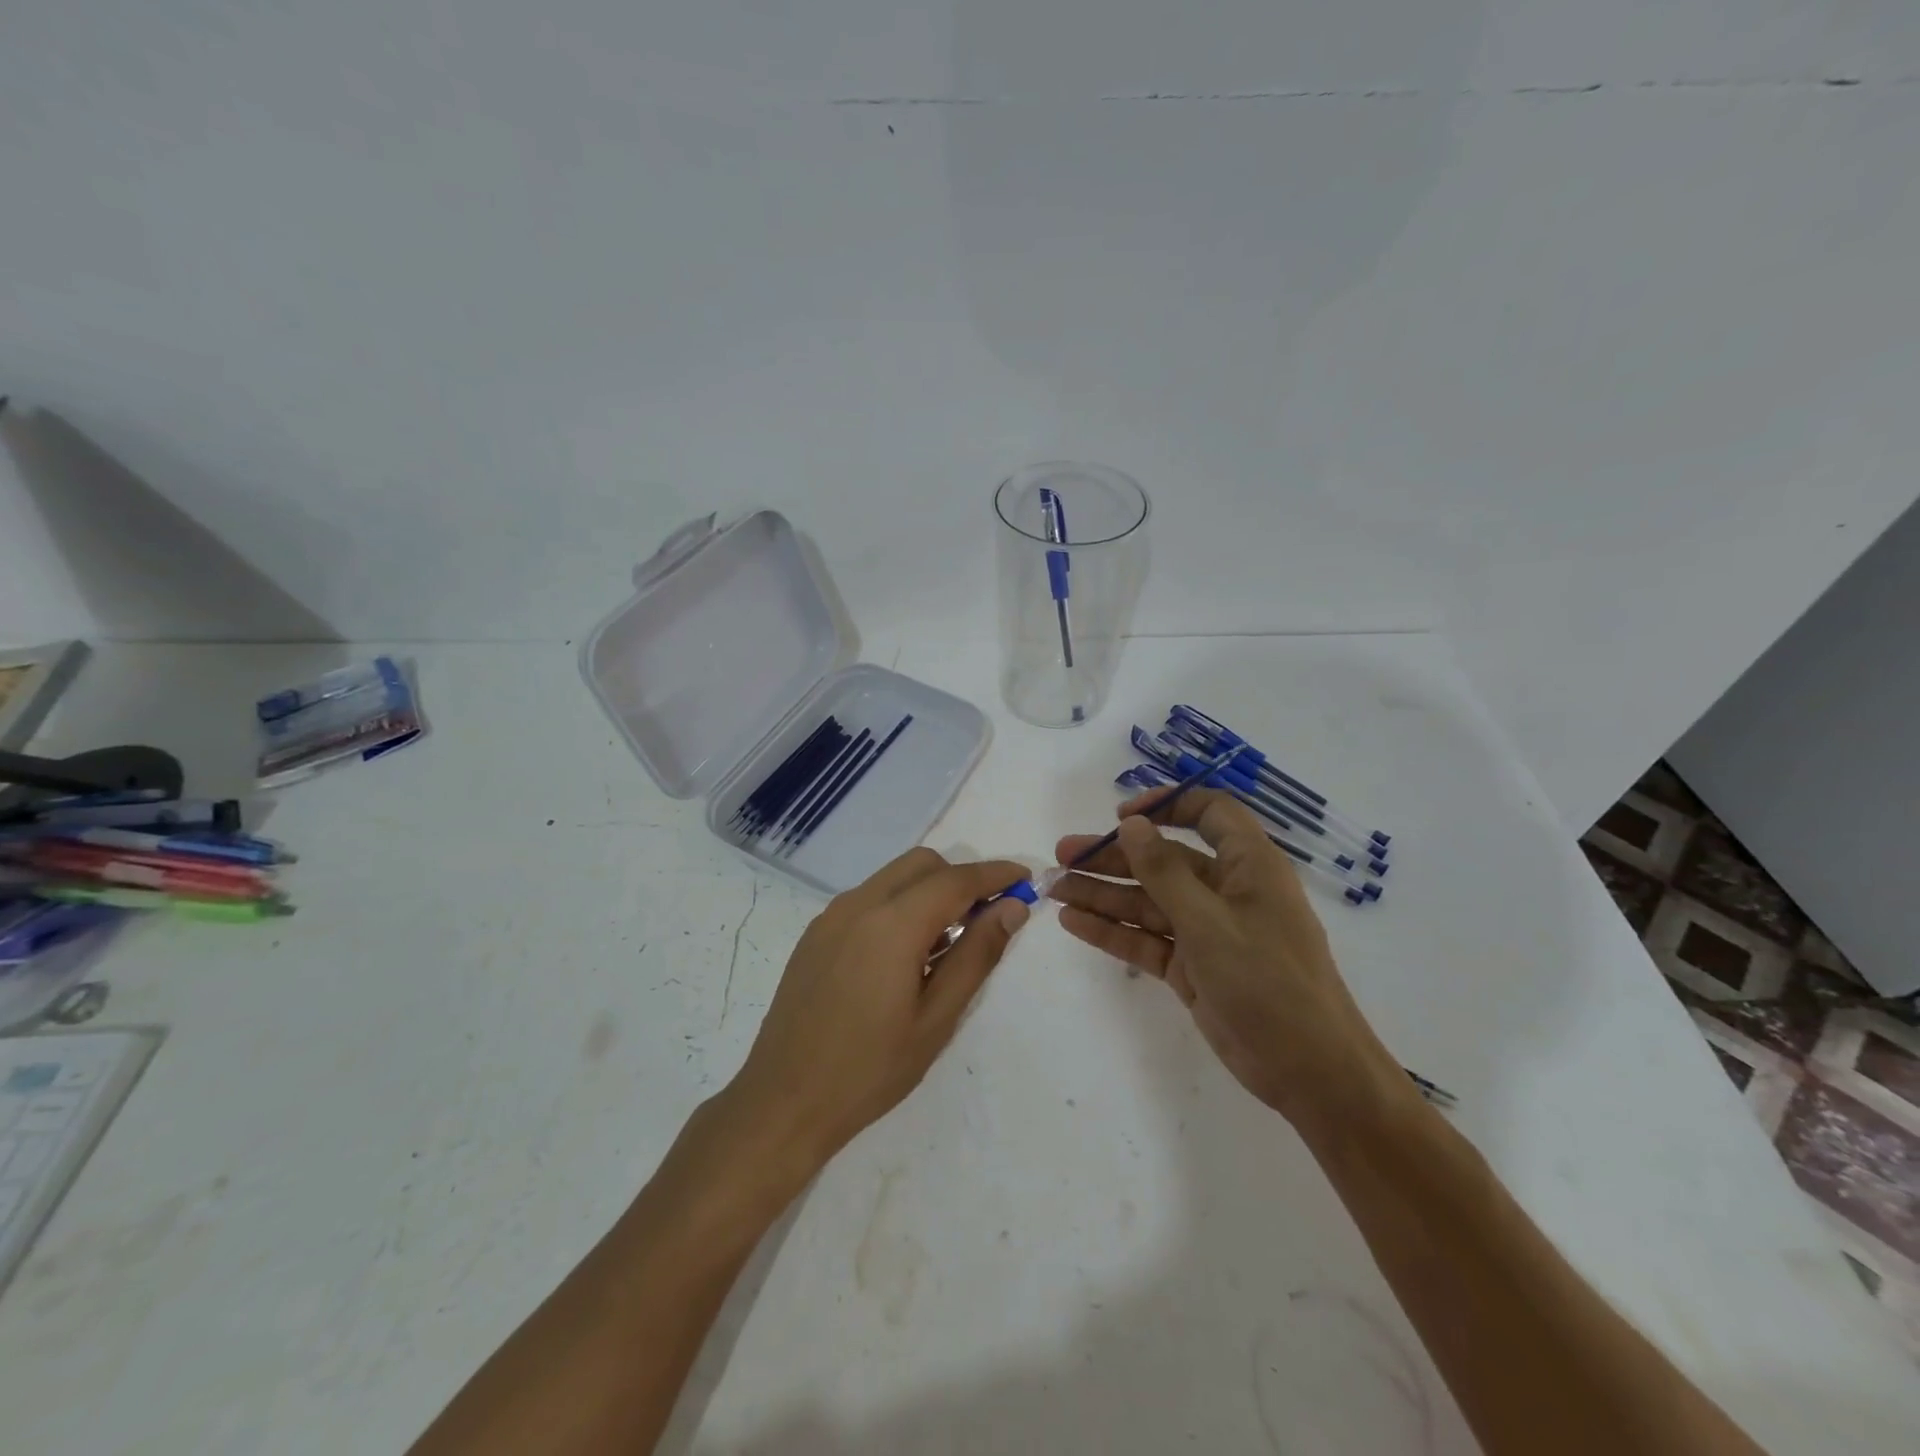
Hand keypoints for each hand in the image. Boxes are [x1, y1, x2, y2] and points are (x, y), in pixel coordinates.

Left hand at [726, 848, 1030, 1169]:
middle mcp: (859, 904)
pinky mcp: (817, 933)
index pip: (955, 880)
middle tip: (987, 919)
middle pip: (923, 865)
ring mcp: (832, 916)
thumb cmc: (870, 1069)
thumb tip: (1012, 909)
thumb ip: (977, 955)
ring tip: (947, 946)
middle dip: (960, 879)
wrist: (783, 1101)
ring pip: (894, 879)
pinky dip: (899, 906)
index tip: (1026, 879)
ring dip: (929, 892)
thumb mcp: (937, 1019)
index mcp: (892, 924)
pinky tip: (905, 957)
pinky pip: (869, 899)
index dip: (995, 875)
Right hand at [1052, 787, 1403, 1127]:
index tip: (1121, 816)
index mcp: (1248, 866)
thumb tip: (1131, 824)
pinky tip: (1072, 923)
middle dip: (1113, 856)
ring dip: (1103, 894)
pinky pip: (1146, 939)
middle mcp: (1225, 891)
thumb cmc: (1269, 982)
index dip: (1166, 805)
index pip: (1208, 814)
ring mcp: (1206, 931)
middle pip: (1163, 859)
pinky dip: (1112, 931)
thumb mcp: (1211, 922)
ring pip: (1147, 901)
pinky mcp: (1192, 967)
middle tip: (1062, 854)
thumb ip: (1164, 872)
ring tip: (1055, 889)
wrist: (1309, 1072)